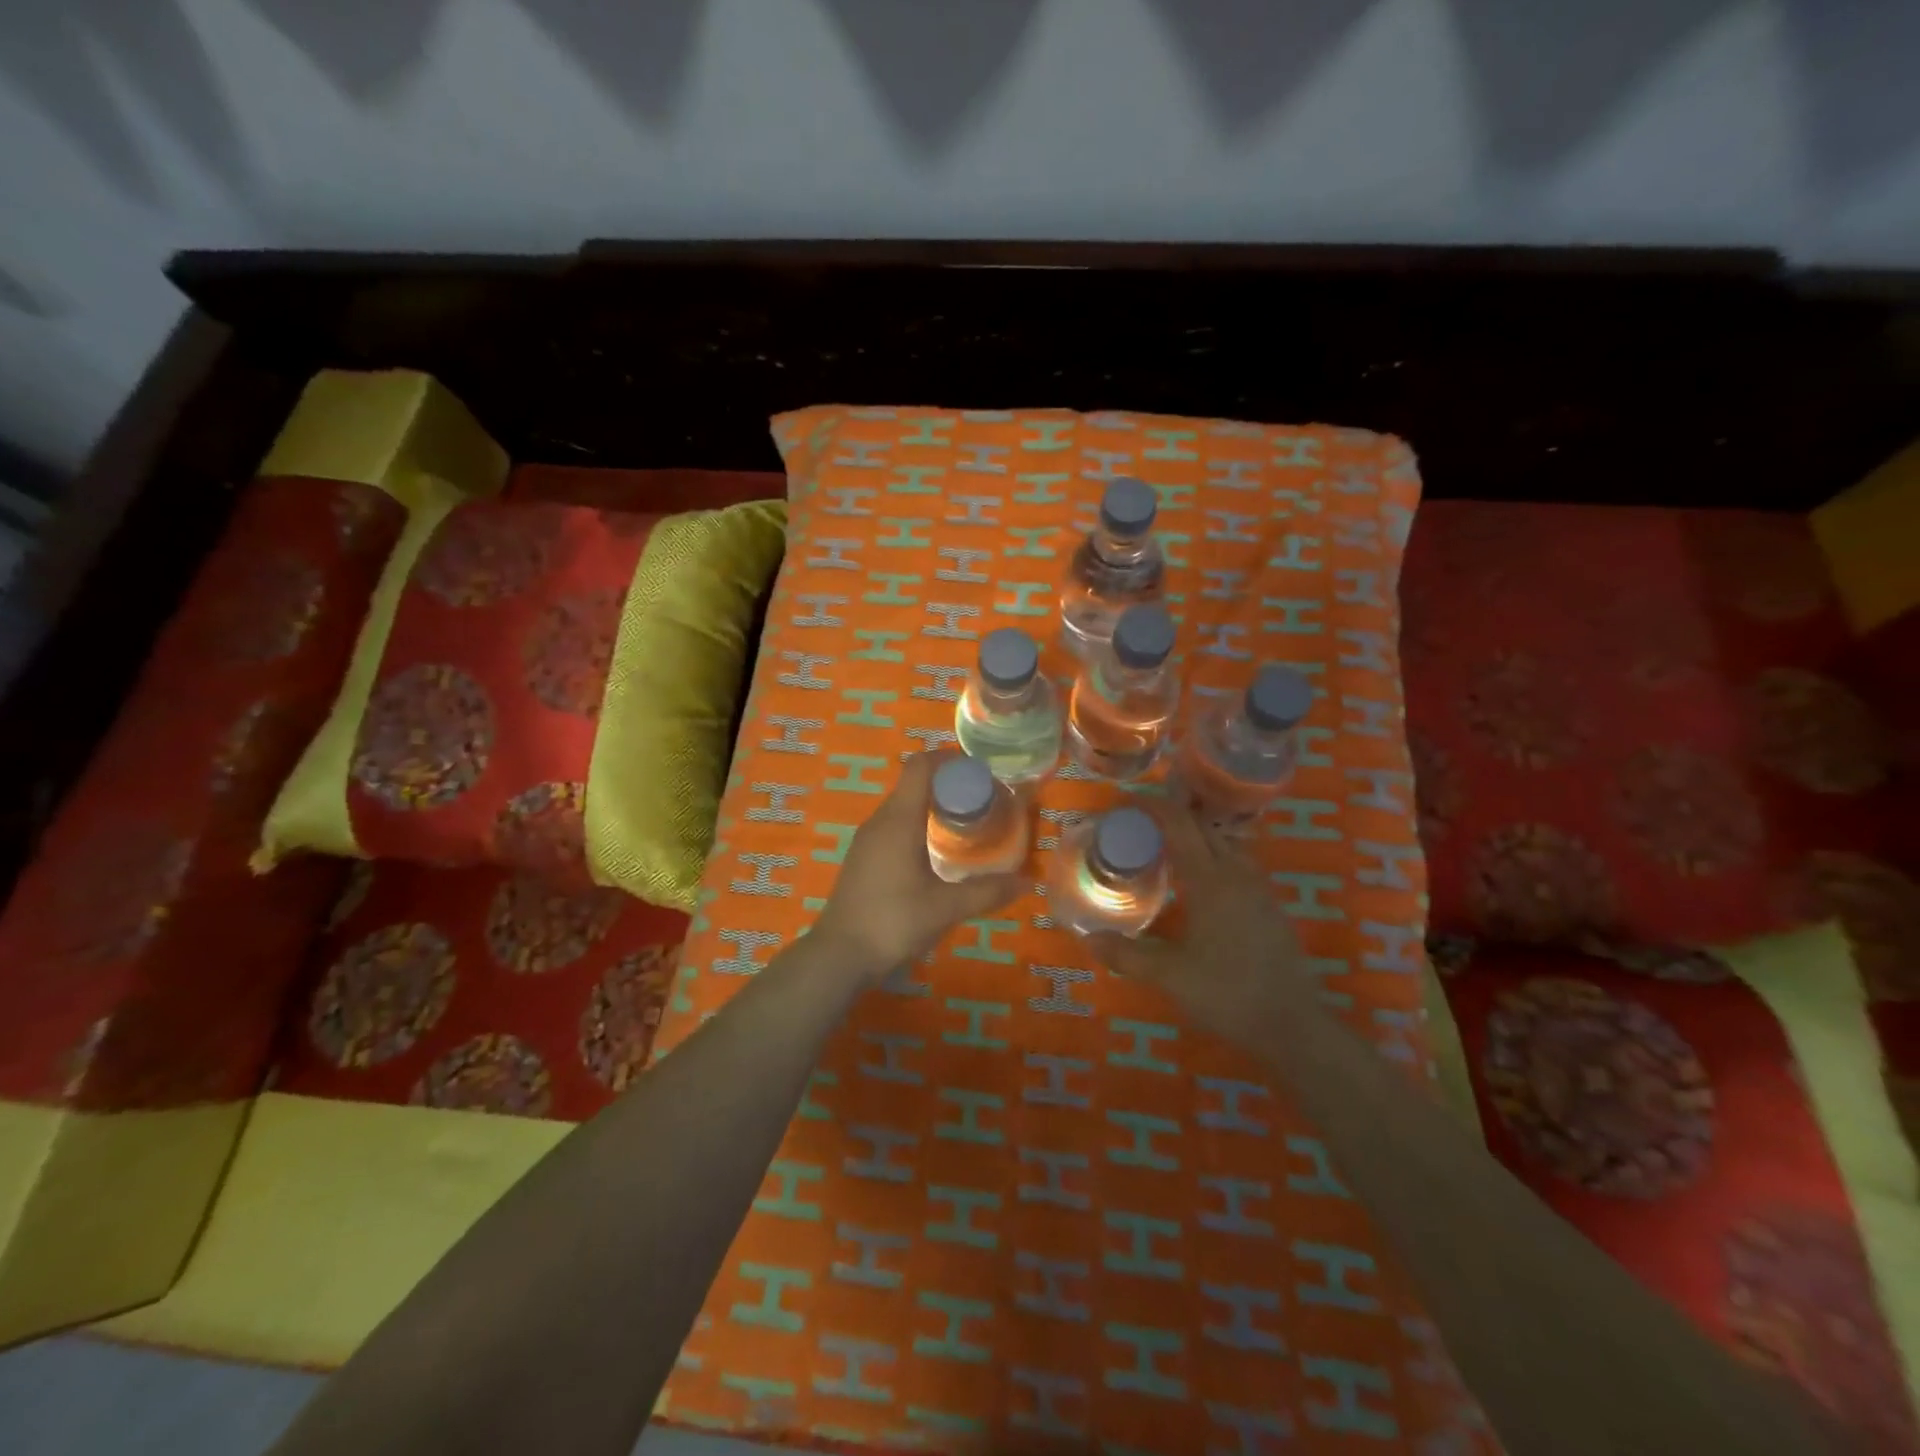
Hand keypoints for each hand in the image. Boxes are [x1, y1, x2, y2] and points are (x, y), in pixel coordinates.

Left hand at [811, 753, 1025, 983]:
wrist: (839, 955)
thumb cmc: (892, 922)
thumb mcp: (945, 908)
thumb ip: (987, 892)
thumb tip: (1027, 881)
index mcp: (898, 820)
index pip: (920, 765)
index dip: (949, 760)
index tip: (980, 774)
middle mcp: (880, 820)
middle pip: (914, 782)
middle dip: (949, 784)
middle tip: (984, 801)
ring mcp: (868, 839)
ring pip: (904, 805)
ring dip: (934, 805)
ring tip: (967, 823)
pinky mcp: (864, 857)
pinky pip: (894, 825)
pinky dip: (919, 824)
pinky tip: (937, 851)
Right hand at [1086, 792, 1312, 1037]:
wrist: (1293, 1026)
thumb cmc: (1228, 993)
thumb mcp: (1169, 975)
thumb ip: (1127, 954)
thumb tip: (1089, 938)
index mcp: (1211, 879)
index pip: (1180, 825)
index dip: (1152, 808)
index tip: (1125, 805)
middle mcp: (1237, 874)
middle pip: (1203, 827)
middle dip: (1171, 818)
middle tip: (1137, 827)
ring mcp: (1258, 890)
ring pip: (1224, 844)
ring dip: (1194, 837)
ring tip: (1164, 850)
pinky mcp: (1269, 908)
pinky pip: (1236, 864)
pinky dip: (1211, 857)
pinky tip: (1197, 884)